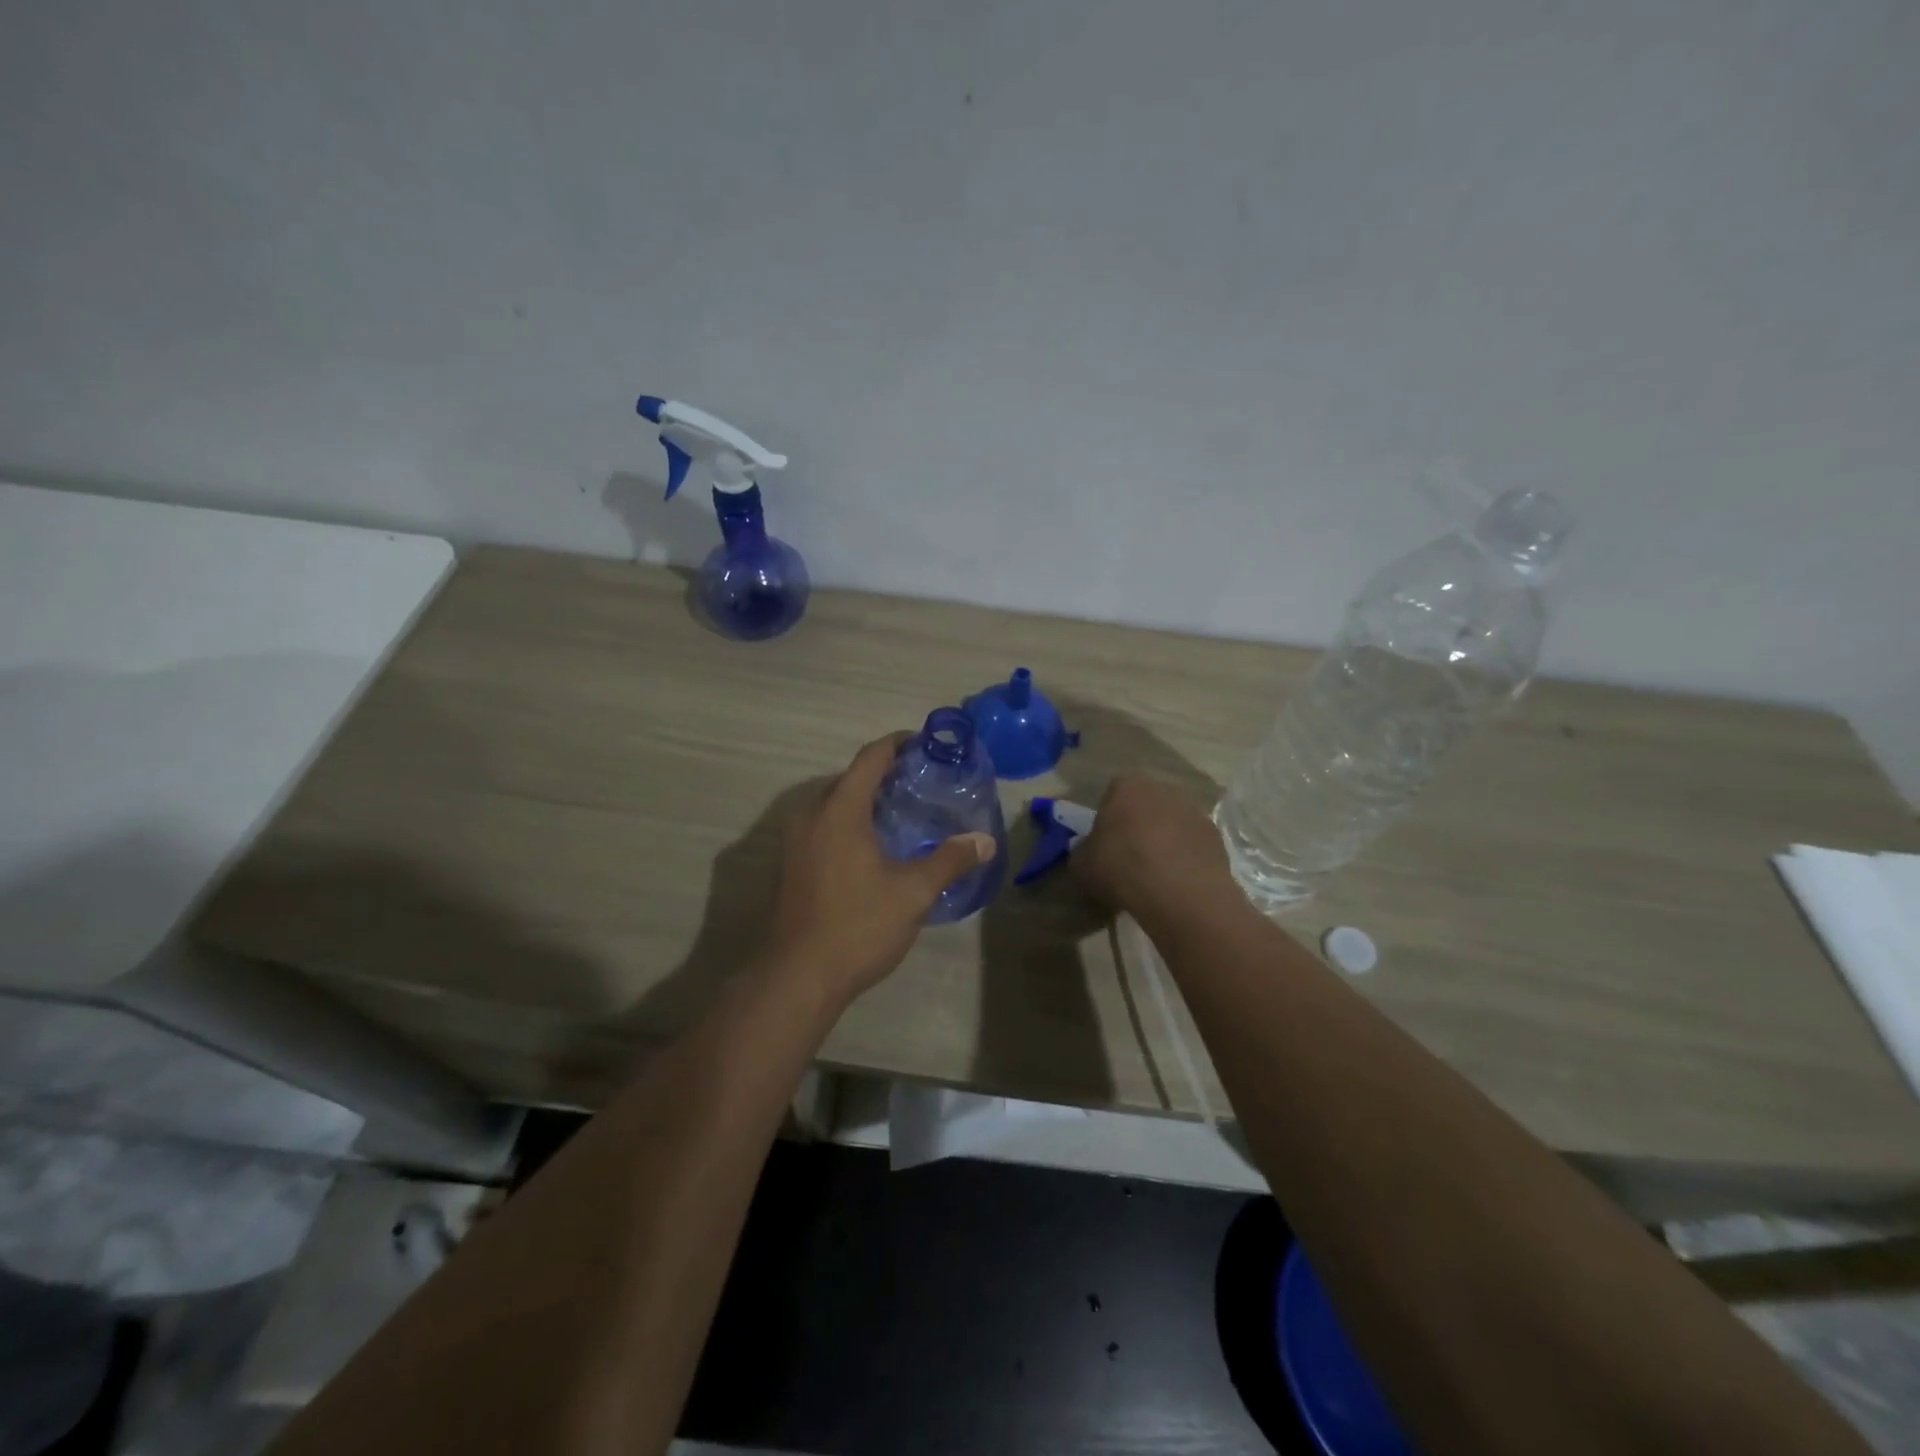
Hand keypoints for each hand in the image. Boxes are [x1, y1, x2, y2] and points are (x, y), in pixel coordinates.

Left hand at [762, 733, 995, 1008]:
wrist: (798, 977)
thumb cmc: (858, 925)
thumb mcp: (913, 892)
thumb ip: (949, 861)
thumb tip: (985, 841)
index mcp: (840, 811)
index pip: (870, 758)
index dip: (897, 744)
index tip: (924, 744)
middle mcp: (811, 816)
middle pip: (850, 779)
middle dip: (884, 774)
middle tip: (922, 783)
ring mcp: (796, 843)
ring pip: (834, 805)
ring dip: (865, 801)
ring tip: (902, 814)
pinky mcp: (791, 866)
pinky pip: (823, 828)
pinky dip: (849, 824)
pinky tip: (874, 849)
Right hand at [1071, 776, 1235, 925]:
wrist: (1178, 891)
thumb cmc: (1121, 868)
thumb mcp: (1082, 865)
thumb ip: (1083, 851)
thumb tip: (1088, 851)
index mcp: (1125, 787)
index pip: (1112, 795)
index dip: (1108, 819)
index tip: (1106, 844)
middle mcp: (1161, 788)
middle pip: (1146, 804)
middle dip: (1139, 824)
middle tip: (1131, 856)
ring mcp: (1193, 809)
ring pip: (1172, 821)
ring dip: (1165, 838)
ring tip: (1157, 872)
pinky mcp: (1215, 834)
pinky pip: (1193, 842)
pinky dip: (1186, 855)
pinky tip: (1178, 880)